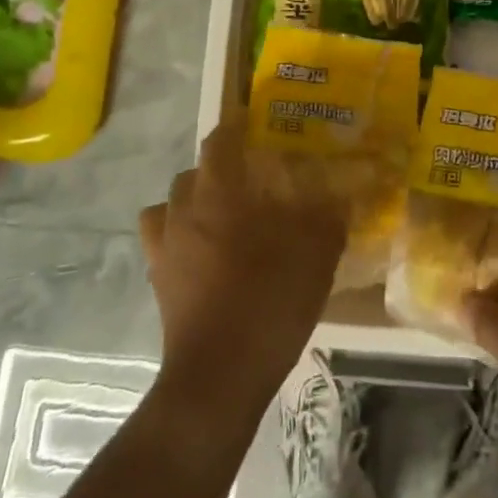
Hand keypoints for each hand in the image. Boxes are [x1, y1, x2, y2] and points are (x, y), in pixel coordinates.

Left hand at [139, 124, 345, 418]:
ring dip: (194, 201)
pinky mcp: (158, 280)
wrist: (219, 375)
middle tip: (251, 179)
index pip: (219, 141)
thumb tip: (340, 192)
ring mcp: (164, 248)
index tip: (254, 122)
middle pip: (194, 173)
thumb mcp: (315, 255)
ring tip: (222, 215)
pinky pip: (162, 241)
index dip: (236, 126)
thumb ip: (328, 216)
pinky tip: (203, 252)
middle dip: (219, 169)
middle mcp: (184, 211)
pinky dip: (179, 235)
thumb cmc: (269, 302)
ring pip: (172, 205)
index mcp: (219, 194)